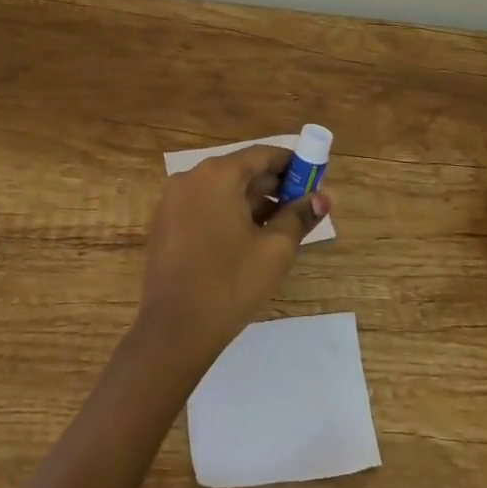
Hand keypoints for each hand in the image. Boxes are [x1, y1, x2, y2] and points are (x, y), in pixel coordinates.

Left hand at [135, 146, 330, 369]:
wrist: (173, 332)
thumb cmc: (230, 284)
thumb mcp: (275, 249)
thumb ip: (299, 216)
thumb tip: (322, 198)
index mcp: (217, 174)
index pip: (262, 155)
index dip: (292, 164)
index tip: (314, 177)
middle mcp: (190, 178)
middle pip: (241, 171)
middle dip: (273, 185)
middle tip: (302, 206)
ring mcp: (172, 202)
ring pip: (222, 191)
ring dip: (252, 202)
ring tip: (280, 226)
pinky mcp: (164, 226)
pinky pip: (204, 208)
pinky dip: (228, 215)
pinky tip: (247, 240)